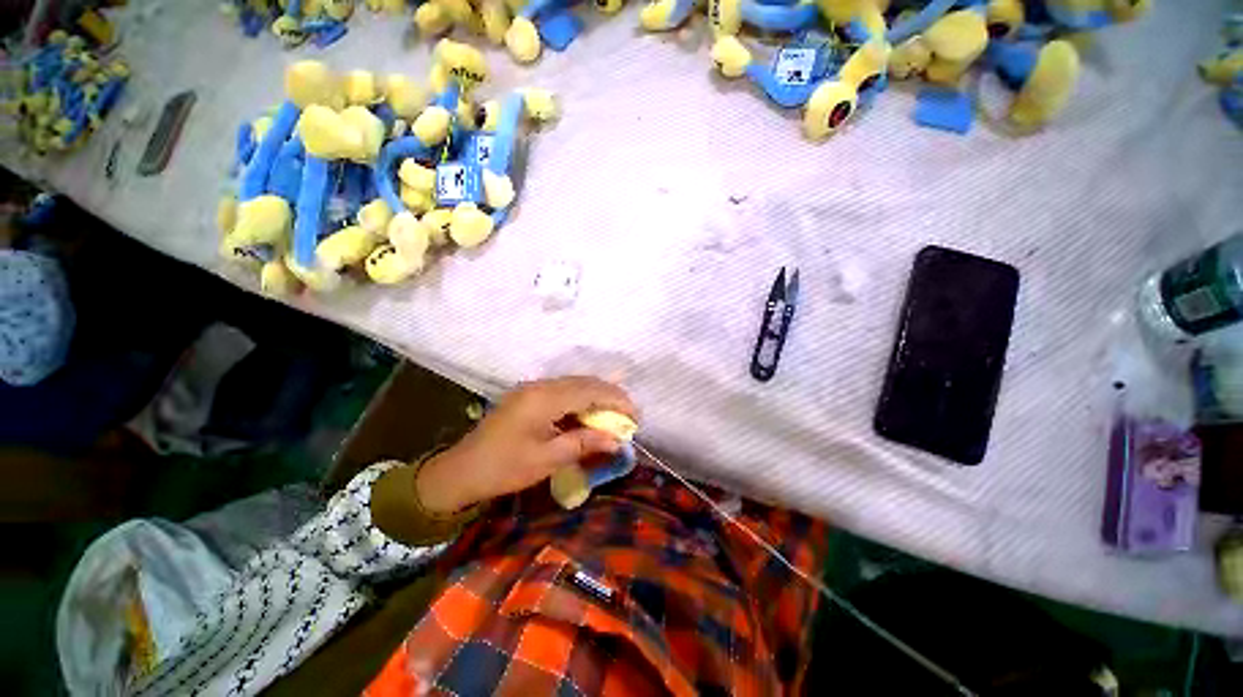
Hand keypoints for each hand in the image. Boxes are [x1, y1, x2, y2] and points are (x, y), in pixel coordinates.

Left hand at [415, 377, 636, 512]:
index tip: (636, 416)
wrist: (461, 470)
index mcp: (544, 399)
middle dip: (611, 395)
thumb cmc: (504, 468)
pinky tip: (589, 412)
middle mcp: (540, 386)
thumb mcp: (547, 459)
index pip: (591, 391)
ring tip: (614, 413)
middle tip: (629, 415)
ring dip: (597, 395)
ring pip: (575, 383)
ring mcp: (533, 388)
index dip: (617, 400)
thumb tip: (617, 440)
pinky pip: (563, 390)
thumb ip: (584, 443)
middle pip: (585, 382)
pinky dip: (582, 399)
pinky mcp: (529, 395)